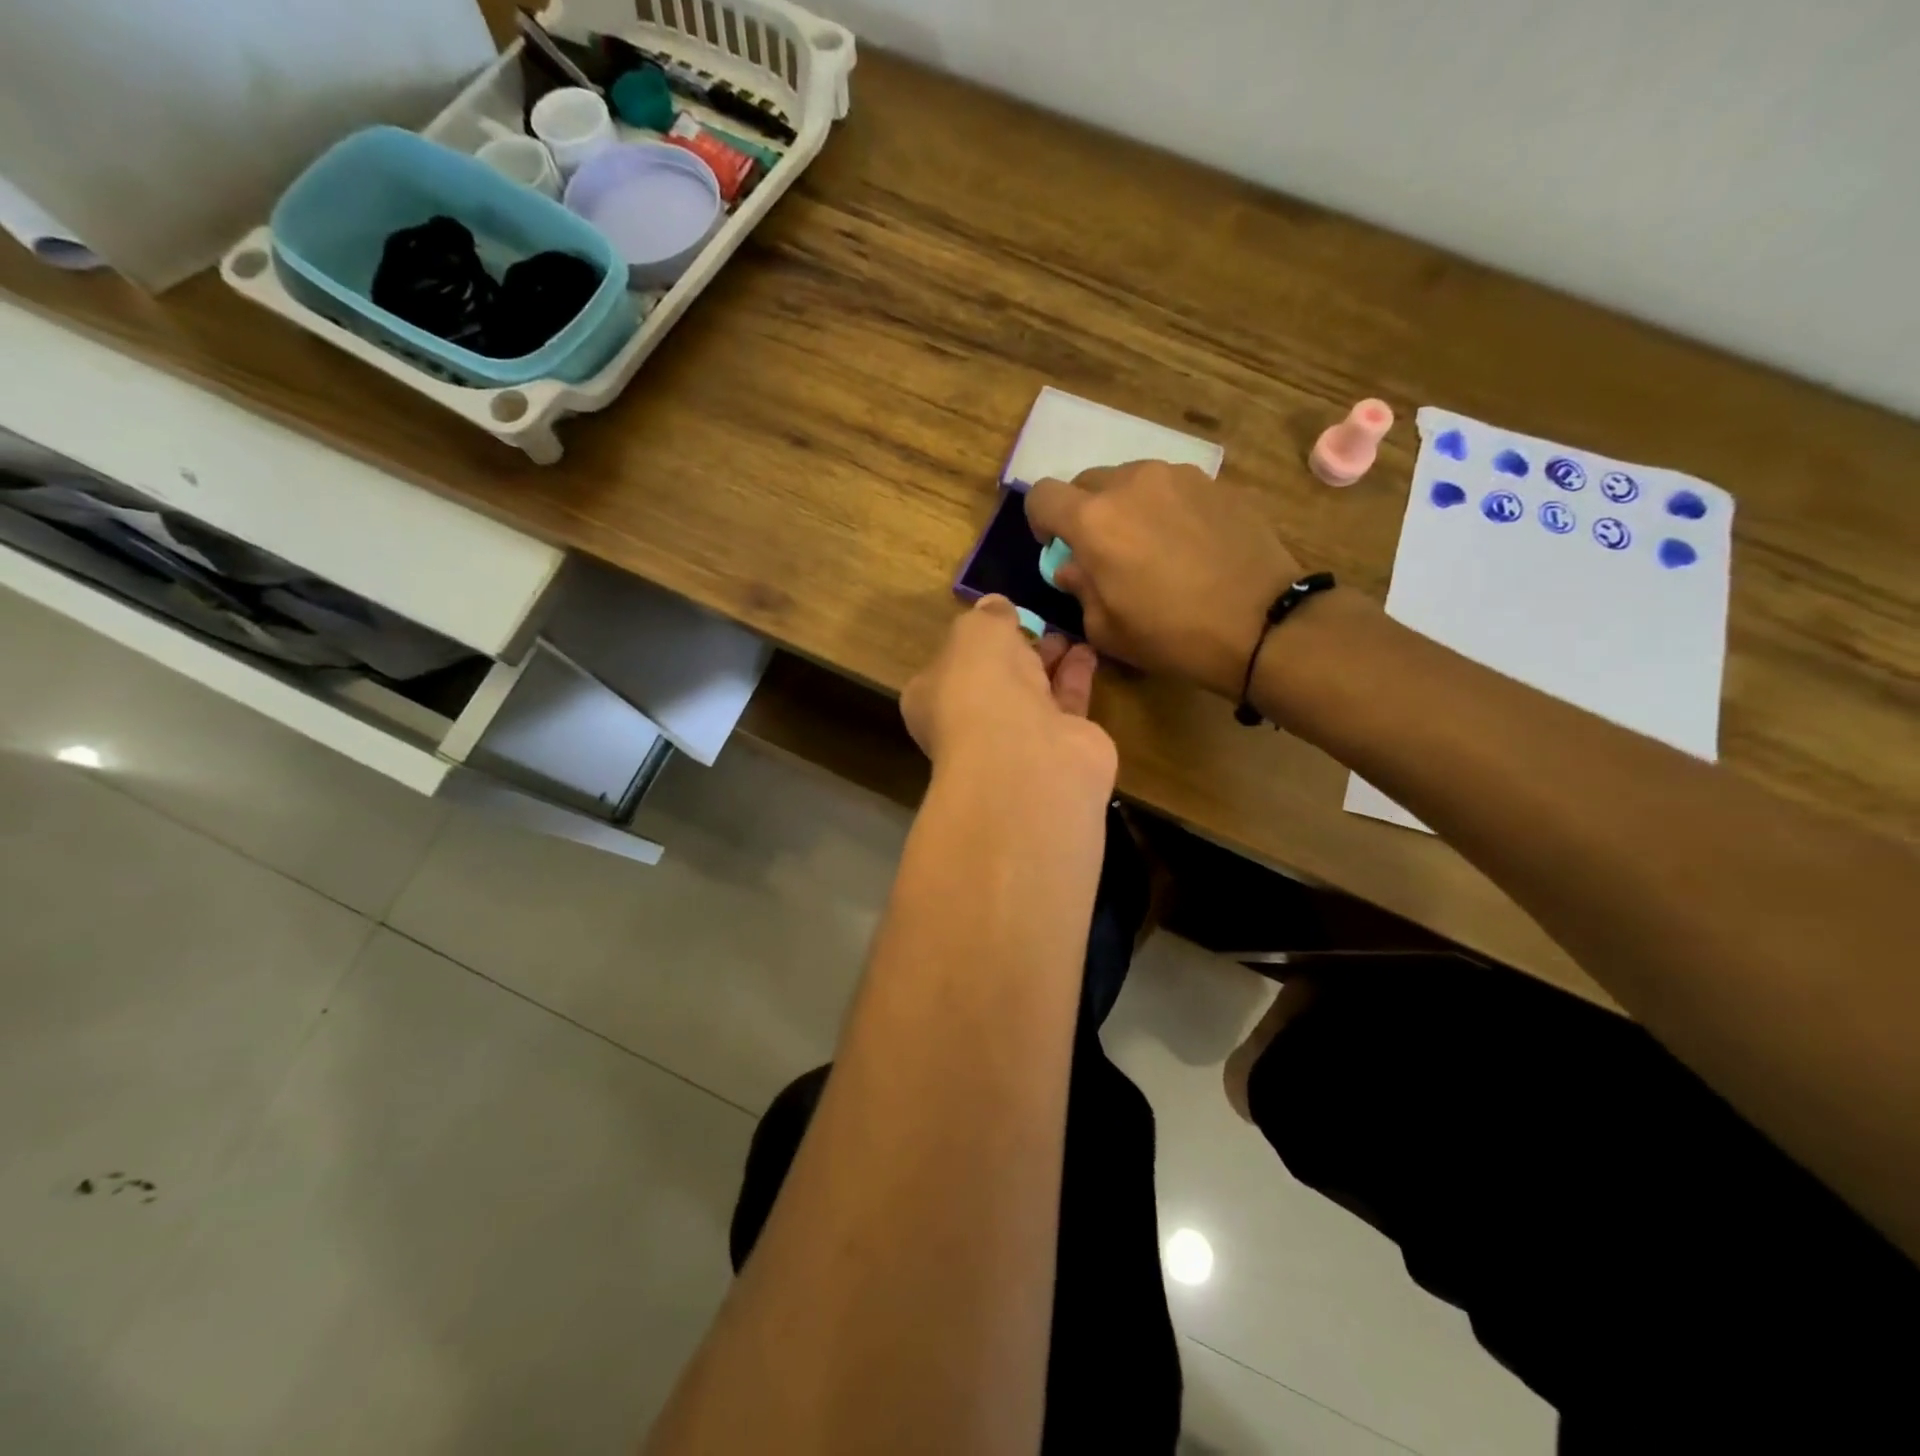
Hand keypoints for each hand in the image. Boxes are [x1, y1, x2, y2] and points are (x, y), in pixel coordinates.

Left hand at [902, 596, 1116, 794]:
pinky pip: (1067, 705)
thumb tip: (994, 606)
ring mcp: (1017, 740)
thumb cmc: (980, 685)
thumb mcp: (975, 632)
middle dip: (1015, 654)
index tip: (997, 620)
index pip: (949, 667)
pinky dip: (1076, 678)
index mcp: (933, 698)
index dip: (971, 644)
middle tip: (1038, 625)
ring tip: (1067, 634)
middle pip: (995, 682)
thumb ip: (987, 616)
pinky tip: (1088, 652)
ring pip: (1033, 693)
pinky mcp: (1061, 747)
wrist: (1026, 754)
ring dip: (1049, 663)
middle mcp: (972, 723)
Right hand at [1025, 462, 1303, 699]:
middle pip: (1087, 482)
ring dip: (1127, 507)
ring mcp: (1178, 476)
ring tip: (1151, 546)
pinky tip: (1188, 545)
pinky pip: (1173, 488)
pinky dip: (1167, 509)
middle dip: (1085, 513)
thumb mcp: (1106, 629)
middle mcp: (1131, 483)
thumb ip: (1079, 588)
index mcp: (1094, 519)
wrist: (1262, 624)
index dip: (1041, 520)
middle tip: (1105, 551)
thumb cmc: (1171, 635)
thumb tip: (1072, 566)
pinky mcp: (1216, 483)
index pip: (1043, 495)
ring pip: (1132, 481)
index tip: (1057, 547)